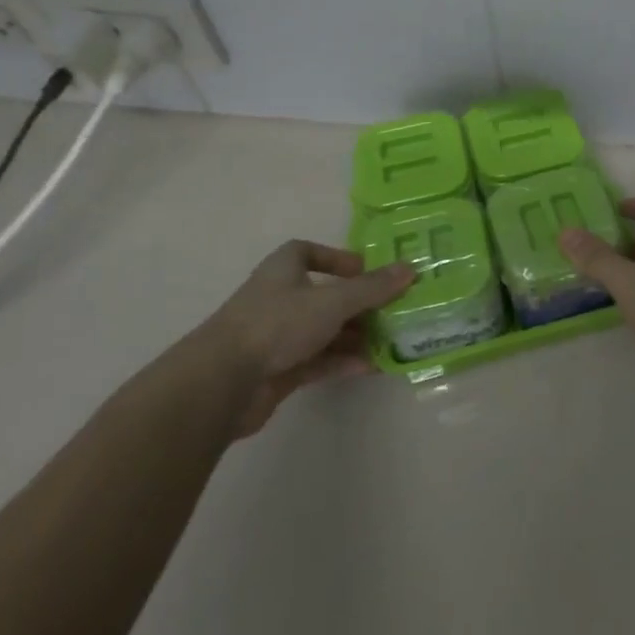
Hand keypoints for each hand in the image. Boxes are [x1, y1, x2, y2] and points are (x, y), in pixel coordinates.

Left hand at [193, 241, 412, 437]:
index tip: (365, 270)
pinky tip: (370, 367)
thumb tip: (411, 268)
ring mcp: (277, 336)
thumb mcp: (333, 300)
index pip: (307, 252)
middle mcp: (279, 298)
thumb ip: (373, 288)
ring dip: (354, 336)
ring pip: (323, 330)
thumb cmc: (278, 324)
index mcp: (284, 270)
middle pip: (324, 295)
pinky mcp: (278, 370)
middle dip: (358, 304)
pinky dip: (342, 362)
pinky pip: (318, 360)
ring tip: (390, 342)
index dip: (336, 258)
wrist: (223, 382)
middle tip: (393, 310)